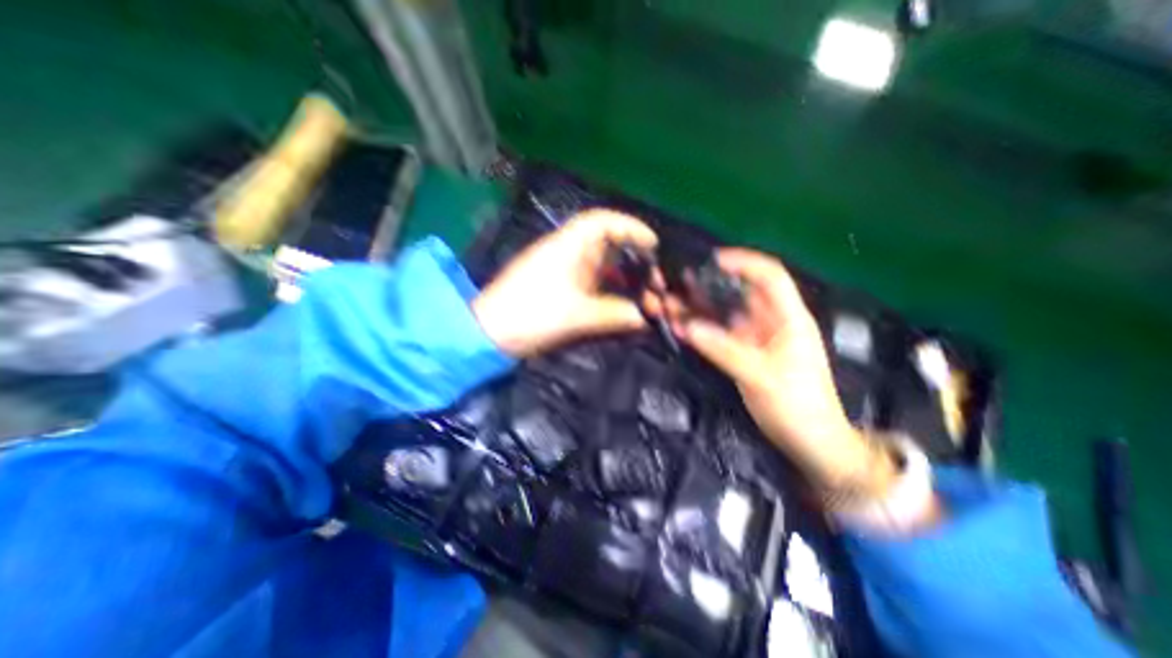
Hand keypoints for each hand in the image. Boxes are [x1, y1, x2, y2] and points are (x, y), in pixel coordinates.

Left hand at [472, 207, 656, 353]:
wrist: (490, 333)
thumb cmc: (531, 315)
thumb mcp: (576, 315)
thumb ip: (615, 314)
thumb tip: (644, 317)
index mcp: (567, 246)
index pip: (602, 222)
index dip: (630, 227)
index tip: (653, 245)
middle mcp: (566, 252)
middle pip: (607, 244)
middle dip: (633, 258)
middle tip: (654, 279)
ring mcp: (561, 269)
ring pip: (600, 265)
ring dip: (622, 277)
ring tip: (644, 294)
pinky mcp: (558, 286)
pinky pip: (591, 281)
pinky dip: (608, 289)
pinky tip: (621, 304)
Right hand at [658, 250, 899, 494]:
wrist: (809, 442)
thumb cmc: (797, 405)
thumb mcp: (760, 375)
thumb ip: (723, 349)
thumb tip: (687, 326)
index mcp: (788, 318)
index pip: (769, 276)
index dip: (744, 262)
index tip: (711, 260)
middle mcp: (770, 322)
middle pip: (738, 294)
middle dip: (709, 286)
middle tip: (677, 284)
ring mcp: (754, 339)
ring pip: (724, 315)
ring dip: (699, 309)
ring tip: (670, 304)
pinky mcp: (743, 354)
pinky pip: (718, 335)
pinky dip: (700, 330)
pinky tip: (681, 328)